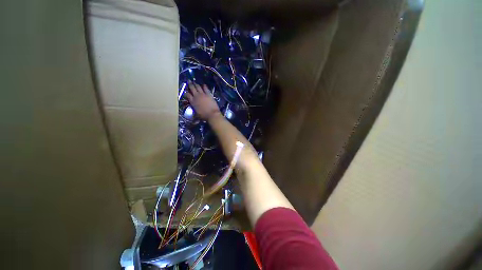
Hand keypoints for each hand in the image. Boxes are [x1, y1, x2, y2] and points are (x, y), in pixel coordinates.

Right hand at [186, 82, 220, 120]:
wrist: (212, 114)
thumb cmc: (204, 116)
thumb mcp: (196, 114)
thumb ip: (194, 110)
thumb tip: (193, 111)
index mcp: (192, 102)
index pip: (187, 95)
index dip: (186, 93)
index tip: (186, 92)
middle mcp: (196, 96)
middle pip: (192, 88)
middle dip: (190, 84)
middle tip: (188, 81)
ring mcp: (203, 94)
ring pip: (198, 87)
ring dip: (196, 84)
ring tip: (194, 82)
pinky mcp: (209, 94)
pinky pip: (206, 89)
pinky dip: (204, 86)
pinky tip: (203, 84)